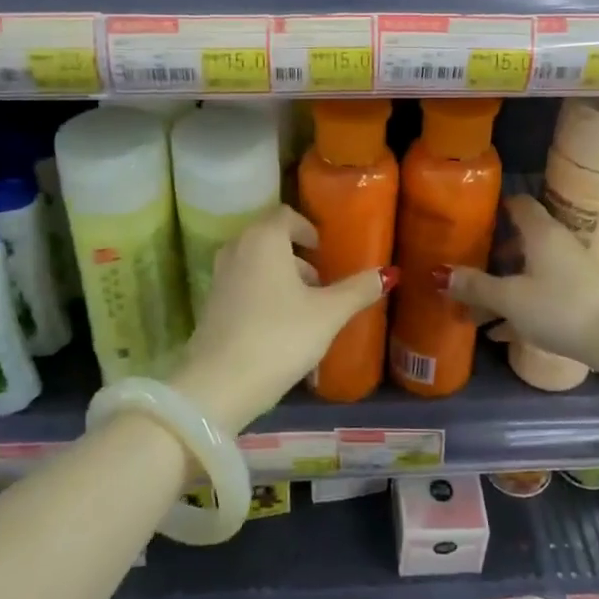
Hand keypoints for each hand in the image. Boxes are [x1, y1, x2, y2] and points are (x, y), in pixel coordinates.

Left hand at [171, 205, 395, 432]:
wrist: (219, 384)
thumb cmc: (280, 337)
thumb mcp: (327, 314)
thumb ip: (358, 290)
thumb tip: (389, 273)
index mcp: (264, 239)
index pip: (285, 214)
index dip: (307, 229)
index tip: (324, 252)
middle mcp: (236, 248)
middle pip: (269, 237)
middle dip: (296, 254)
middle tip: (320, 281)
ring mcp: (218, 276)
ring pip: (255, 262)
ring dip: (279, 274)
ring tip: (304, 306)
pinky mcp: (210, 304)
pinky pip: (242, 283)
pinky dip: (261, 292)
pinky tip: (278, 326)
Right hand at [441, 195, 598, 389]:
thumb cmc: (560, 307)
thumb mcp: (510, 299)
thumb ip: (476, 286)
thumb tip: (440, 274)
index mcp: (541, 233)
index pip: (518, 204)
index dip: (494, 206)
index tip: (469, 216)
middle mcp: (557, 245)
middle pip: (520, 239)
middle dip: (492, 253)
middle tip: (464, 264)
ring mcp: (570, 272)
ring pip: (529, 270)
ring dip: (503, 284)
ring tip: (474, 304)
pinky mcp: (578, 298)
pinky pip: (540, 295)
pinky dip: (519, 306)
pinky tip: (498, 332)